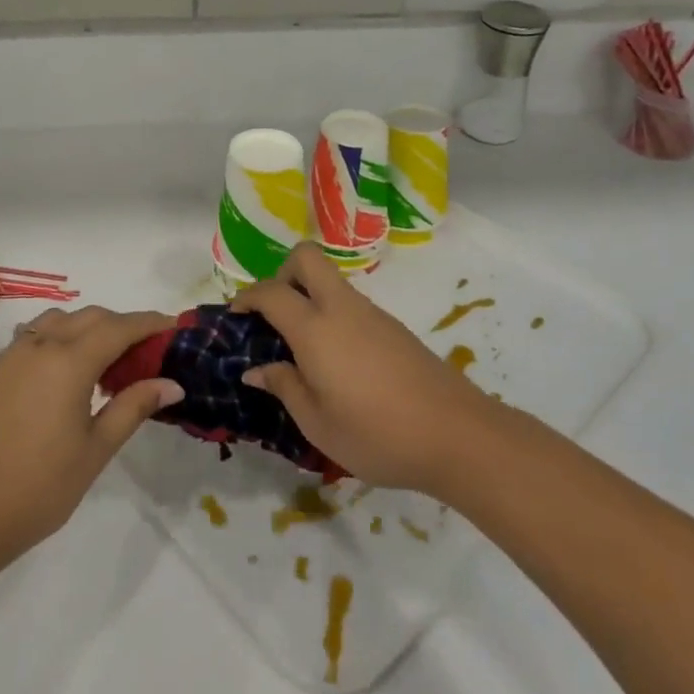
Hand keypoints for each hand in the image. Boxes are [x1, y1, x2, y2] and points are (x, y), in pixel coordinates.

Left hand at [0, 306, 181, 567]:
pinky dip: (60, 337)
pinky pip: (34, 335)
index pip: (119, 328)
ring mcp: (12, 355)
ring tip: (107, 359)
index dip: (149, 323)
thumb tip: (172, 383)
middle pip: (90, 317)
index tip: (173, 326)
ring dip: (88, 327)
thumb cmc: (38, 487)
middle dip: (121, 324)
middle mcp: (39, 346)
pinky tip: (67, 371)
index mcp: (68, 361)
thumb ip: (133, 407)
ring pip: (59, 320)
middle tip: (146, 350)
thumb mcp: (96, 450)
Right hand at [233, 243, 496, 496]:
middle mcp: (342, 308)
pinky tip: (337, 363)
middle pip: (307, 258)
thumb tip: (256, 369)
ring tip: (302, 350)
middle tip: (274, 316)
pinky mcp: (394, 328)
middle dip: (282, 273)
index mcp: (315, 328)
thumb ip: (284, 387)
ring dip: (308, 297)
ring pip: (331, 282)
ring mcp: (373, 314)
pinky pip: (351, 305)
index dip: (247, 297)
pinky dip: (332, 316)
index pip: (271, 292)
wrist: (457, 435)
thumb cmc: (376, 434)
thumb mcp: (317, 423)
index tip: (236, 316)